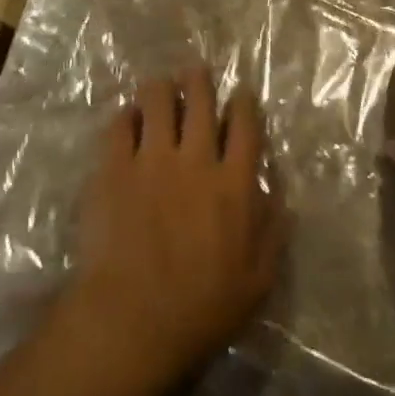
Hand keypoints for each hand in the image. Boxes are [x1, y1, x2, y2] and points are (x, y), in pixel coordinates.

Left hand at [63, 70, 287, 395]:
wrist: (131, 322)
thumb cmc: (200, 310)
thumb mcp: (257, 283)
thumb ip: (273, 232)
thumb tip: (279, 195)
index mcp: (234, 184)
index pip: (245, 124)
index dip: (243, 101)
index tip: (239, 94)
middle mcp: (196, 159)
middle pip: (200, 97)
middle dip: (198, 78)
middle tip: (194, 73)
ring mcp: (152, 158)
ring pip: (157, 98)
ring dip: (161, 87)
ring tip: (160, 88)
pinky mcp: (114, 167)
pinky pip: (120, 123)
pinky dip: (126, 116)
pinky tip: (128, 119)